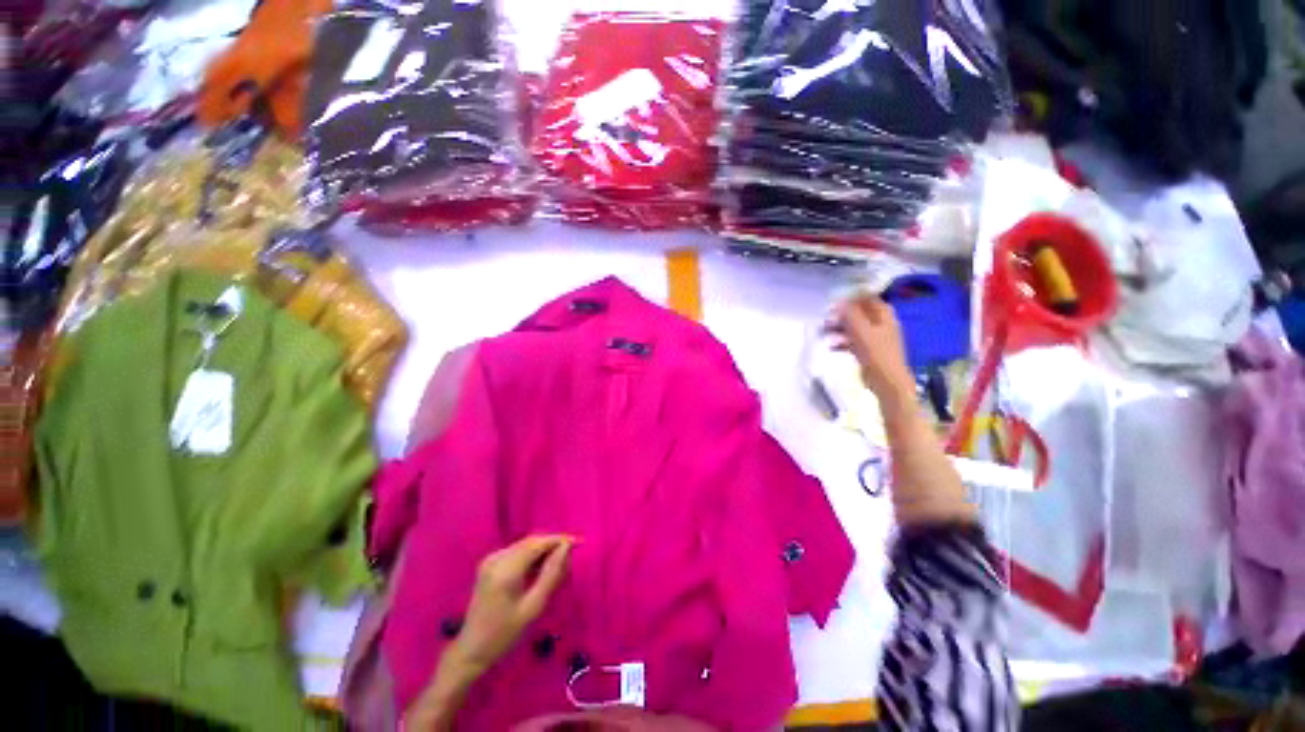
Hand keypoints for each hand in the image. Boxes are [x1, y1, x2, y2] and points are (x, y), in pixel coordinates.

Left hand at [446, 535, 574, 676]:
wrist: (471, 651)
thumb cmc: (505, 634)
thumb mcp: (533, 606)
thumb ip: (552, 574)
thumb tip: (566, 548)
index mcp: (506, 569)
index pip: (538, 543)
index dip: (560, 540)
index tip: (579, 543)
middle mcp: (497, 558)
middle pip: (531, 542)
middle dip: (552, 545)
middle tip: (570, 557)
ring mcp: (490, 560)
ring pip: (524, 546)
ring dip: (542, 550)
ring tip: (559, 564)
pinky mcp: (488, 565)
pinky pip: (516, 552)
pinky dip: (531, 556)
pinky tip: (540, 569)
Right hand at [834, 294, 915, 405]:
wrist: (887, 381)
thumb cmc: (876, 353)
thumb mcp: (861, 330)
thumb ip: (850, 314)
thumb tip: (838, 301)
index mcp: (883, 314)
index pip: (866, 297)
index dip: (850, 298)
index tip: (833, 302)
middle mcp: (880, 323)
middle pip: (858, 312)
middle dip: (841, 315)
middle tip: (826, 318)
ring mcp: (874, 337)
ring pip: (853, 327)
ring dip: (839, 328)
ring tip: (824, 331)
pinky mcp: (868, 350)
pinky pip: (852, 340)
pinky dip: (842, 341)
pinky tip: (831, 346)